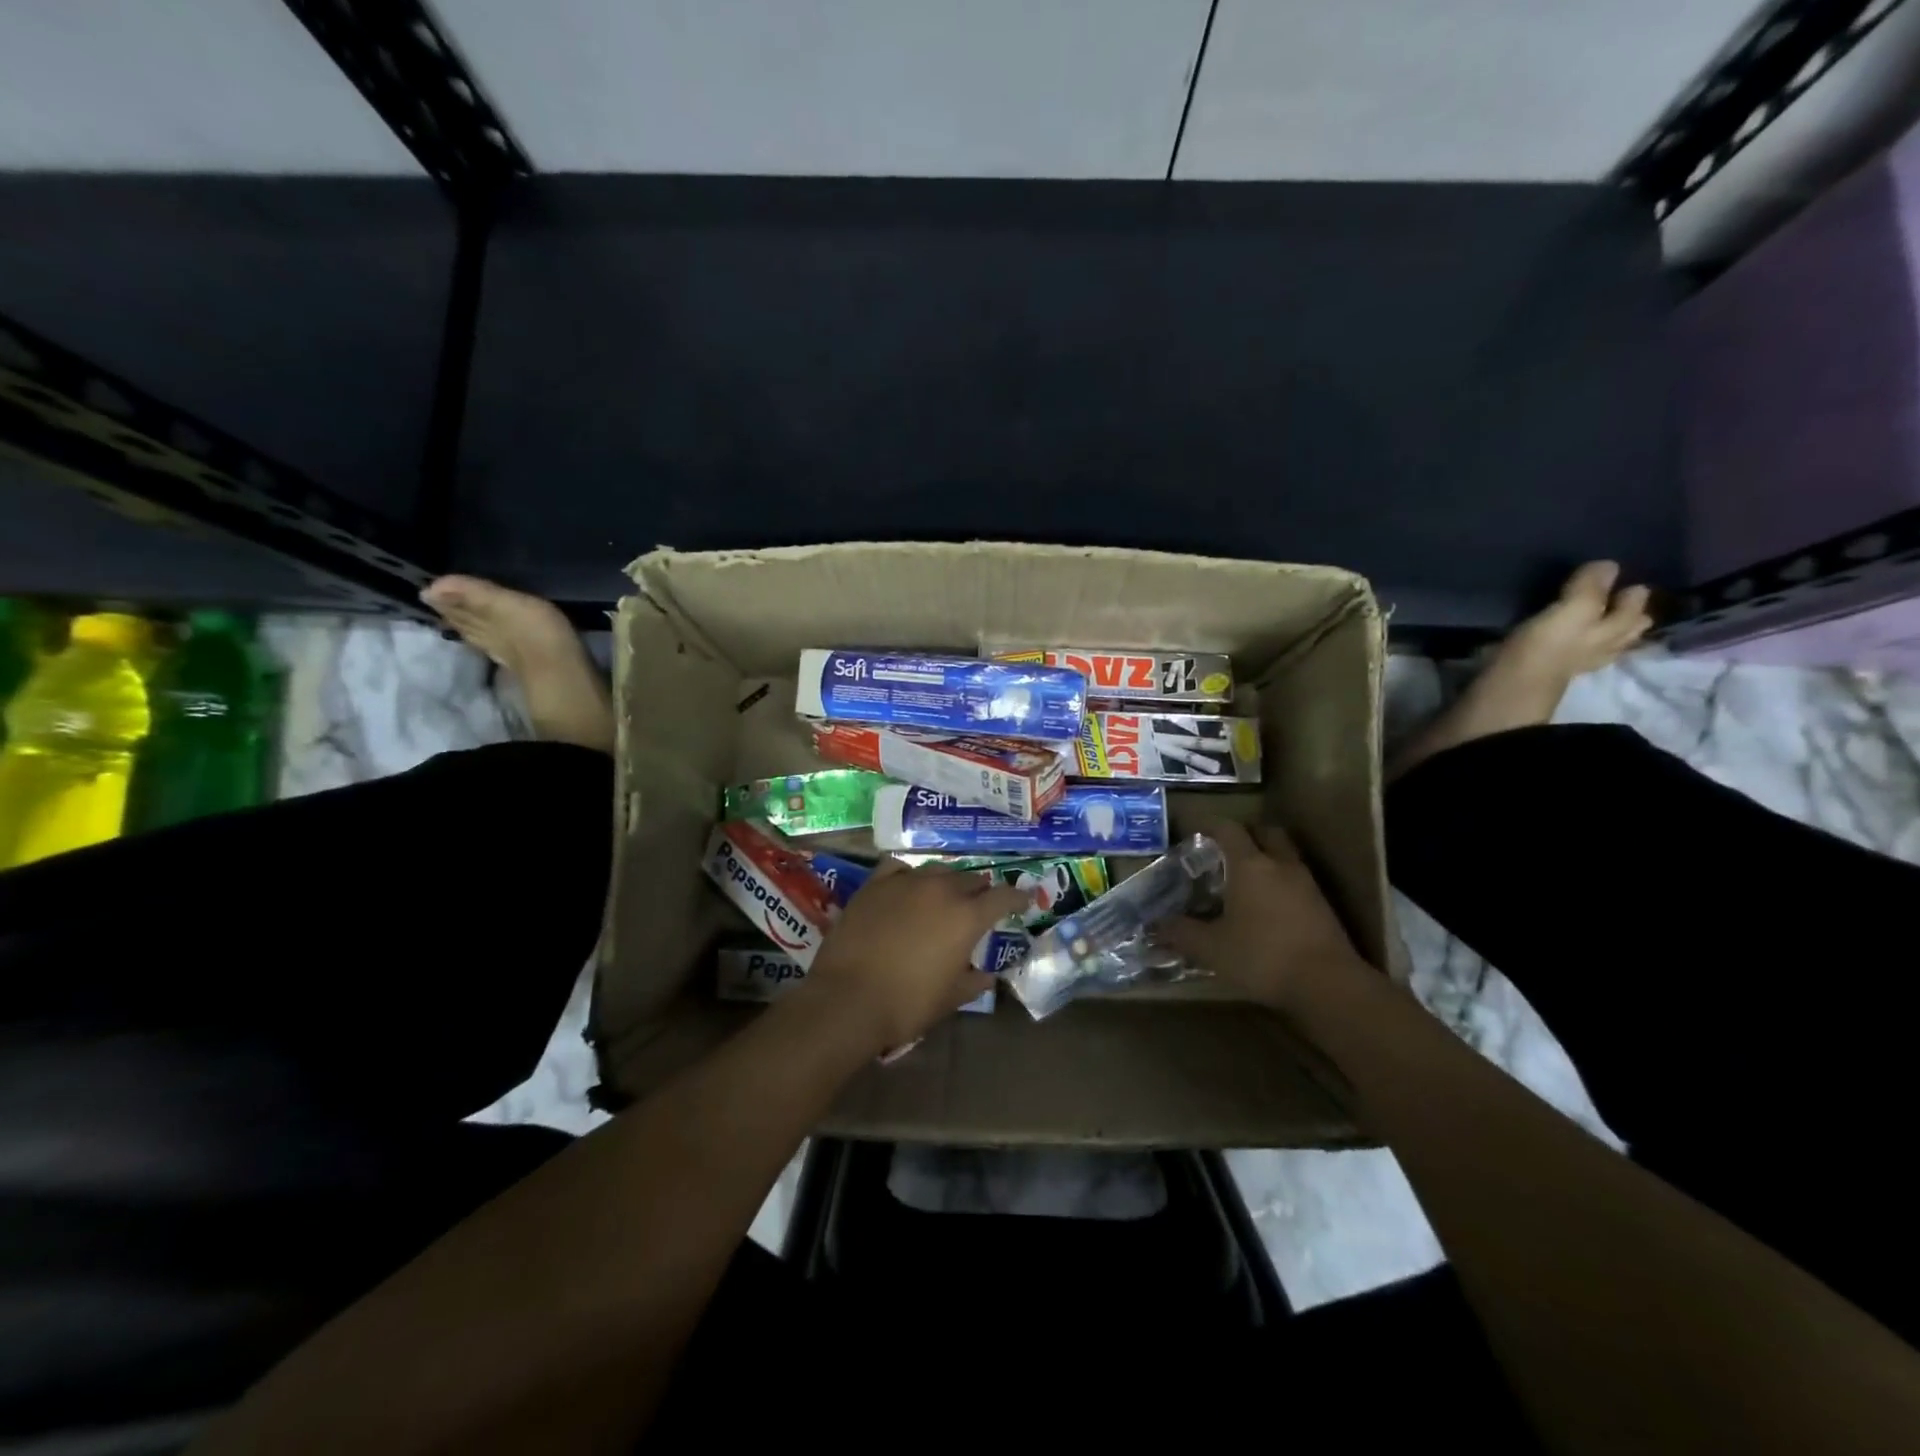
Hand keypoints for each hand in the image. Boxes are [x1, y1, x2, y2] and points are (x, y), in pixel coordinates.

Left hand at [800, 862, 1028, 1055]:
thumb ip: (973, 981)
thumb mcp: (950, 998)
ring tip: (945, 894)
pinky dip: (910, 875)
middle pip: (971, 879)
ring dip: (947, 881)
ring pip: (937, 870)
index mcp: (967, 917)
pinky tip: (908, 885)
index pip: (1003, 896)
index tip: (1023, 900)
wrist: (847, 998)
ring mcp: (905, 882)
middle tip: (979, 904)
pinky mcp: (875, 884)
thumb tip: (987, 975)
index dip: (1017, 897)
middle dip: (980, 891)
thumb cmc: (906, 1003)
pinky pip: (899, 868)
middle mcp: (941, 890)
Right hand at [1158, 821, 1369, 1010]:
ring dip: (1265, 857)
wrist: (1329, 986)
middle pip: (1265, 832)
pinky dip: (1280, 881)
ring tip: (1244, 878)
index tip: (1192, 829)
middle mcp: (1280, 865)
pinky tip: (1267, 905)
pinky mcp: (1323, 906)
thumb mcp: (1211, 948)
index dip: (1208, 824)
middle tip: (1224, 849)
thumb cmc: (1262, 957)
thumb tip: (1155, 924)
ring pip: (1284, 855)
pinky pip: (1296, 879)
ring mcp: (1306, 884)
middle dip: (1245, 834)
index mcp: (1250, 865)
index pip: (1227, 829)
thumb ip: (1181, 932)